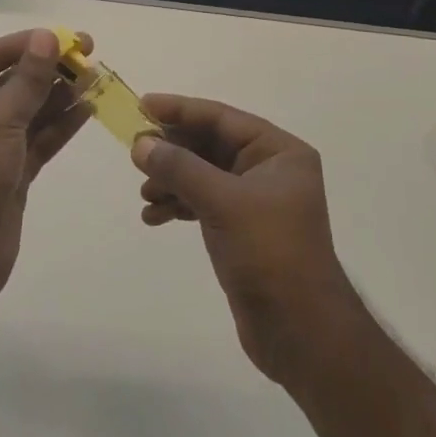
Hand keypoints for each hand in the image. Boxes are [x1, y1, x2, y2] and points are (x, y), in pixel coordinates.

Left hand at [0, 28, 90, 315]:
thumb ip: (27, 80)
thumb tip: (47, 37)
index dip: (13, 46)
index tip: (51, 39)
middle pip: (8, 84)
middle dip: (44, 68)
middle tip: (86, 52)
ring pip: (29, 113)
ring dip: (59, 95)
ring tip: (95, 77)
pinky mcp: (11, 177)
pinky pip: (39, 142)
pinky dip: (62, 126)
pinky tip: (88, 109)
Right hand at [133, 96, 361, 385]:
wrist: (300, 331)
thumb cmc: (269, 253)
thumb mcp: (223, 202)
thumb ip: (180, 168)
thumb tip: (141, 144)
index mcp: (279, 152)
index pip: (222, 119)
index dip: (181, 110)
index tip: (142, 105)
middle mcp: (270, 170)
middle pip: (211, 145)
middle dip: (173, 150)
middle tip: (135, 152)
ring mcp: (256, 202)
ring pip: (204, 175)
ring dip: (172, 180)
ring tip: (145, 194)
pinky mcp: (242, 230)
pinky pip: (204, 203)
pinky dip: (179, 205)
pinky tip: (154, 217)